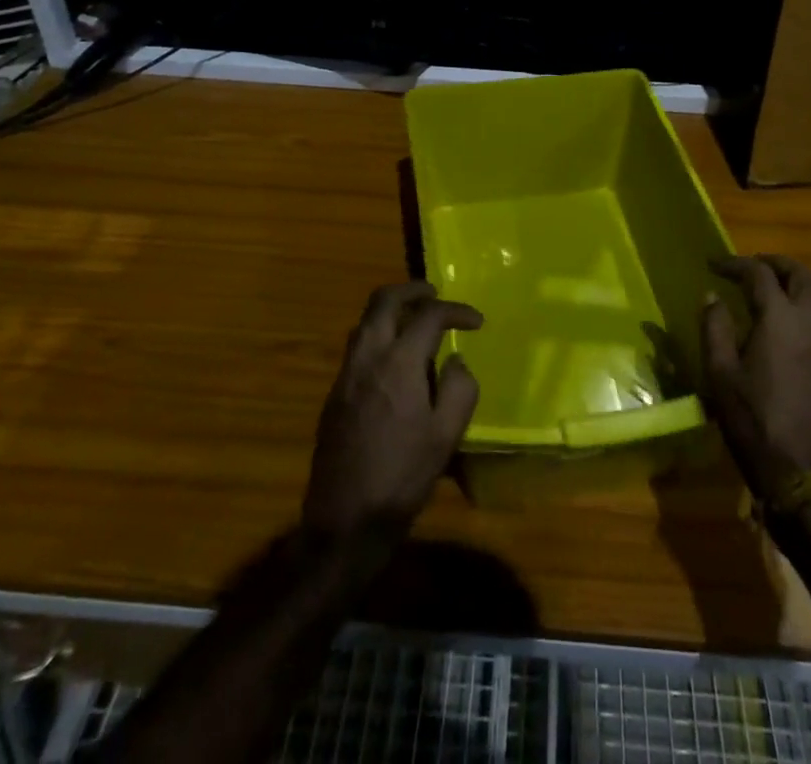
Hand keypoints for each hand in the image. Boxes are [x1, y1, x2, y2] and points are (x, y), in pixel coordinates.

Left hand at [302, 281, 482, 537]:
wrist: (344, 521)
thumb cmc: (402, 477)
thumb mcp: (446, 435)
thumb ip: (459, 388)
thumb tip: (456, 361)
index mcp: (398, 362)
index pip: (428, 315)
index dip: (455, 310)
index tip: (476, 321)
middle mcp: (367, 357)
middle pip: (383, 301)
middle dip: (411, 290)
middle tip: (433, 292)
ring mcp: (345, 375)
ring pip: (365, 322)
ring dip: (391, 310)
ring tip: (415, 320)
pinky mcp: (334, 395)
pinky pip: (357, 347)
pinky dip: (378, 335)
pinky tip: (394, 359)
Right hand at [700, 255, 810, 499]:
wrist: (802, 472)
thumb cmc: (753, 420)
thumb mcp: (720, 373)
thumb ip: (715, 327)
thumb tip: (712, 296)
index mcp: (780, 319)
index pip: (759, 274)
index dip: (735, 263)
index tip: (713, 264)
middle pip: (802, 275)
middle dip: (776, 264)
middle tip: (751, 267)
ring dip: (800, 281)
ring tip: (775, 287)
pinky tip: (796, 323)